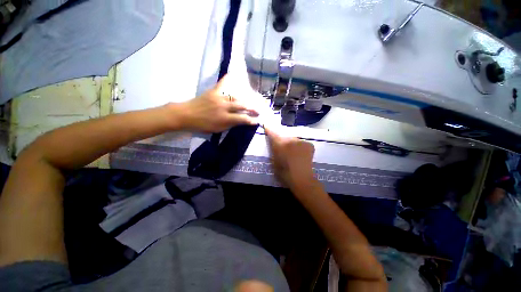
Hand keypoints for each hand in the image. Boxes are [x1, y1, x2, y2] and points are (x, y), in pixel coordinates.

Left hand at [179, 76, 258, 132]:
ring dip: (245, 99)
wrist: (186, 115)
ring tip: (251, 101)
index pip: (242, 119)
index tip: (258, 121)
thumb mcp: (218, 129)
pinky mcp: (213, 91)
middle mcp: (224, 107)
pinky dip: (228, 79)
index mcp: (225, 118)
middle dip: (252, 108)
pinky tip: (233, 75)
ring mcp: (219, 98)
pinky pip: (222, 84)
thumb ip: (230, 125)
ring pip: (236, 97)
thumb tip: (240, 121)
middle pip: (242, 106)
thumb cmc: (202, 125)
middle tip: (258, 110)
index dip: (251, 120)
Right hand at [265, 126, 315, 188]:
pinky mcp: (309, 144)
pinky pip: (301, 143)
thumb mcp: (273, 161)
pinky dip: (300, 147)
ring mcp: (301, 141)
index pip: (272, 132)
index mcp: (280, 143)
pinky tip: (301, 155)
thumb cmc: (284, 173)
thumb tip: (273, 143)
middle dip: (282, 140)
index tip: (266, 124)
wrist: (301, 179)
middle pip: (284, 136)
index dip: (269, 128)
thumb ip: (273, 150)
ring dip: (292, 144)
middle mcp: (290, 139)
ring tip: (293, 153)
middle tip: (283, 149)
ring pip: (293, 139)